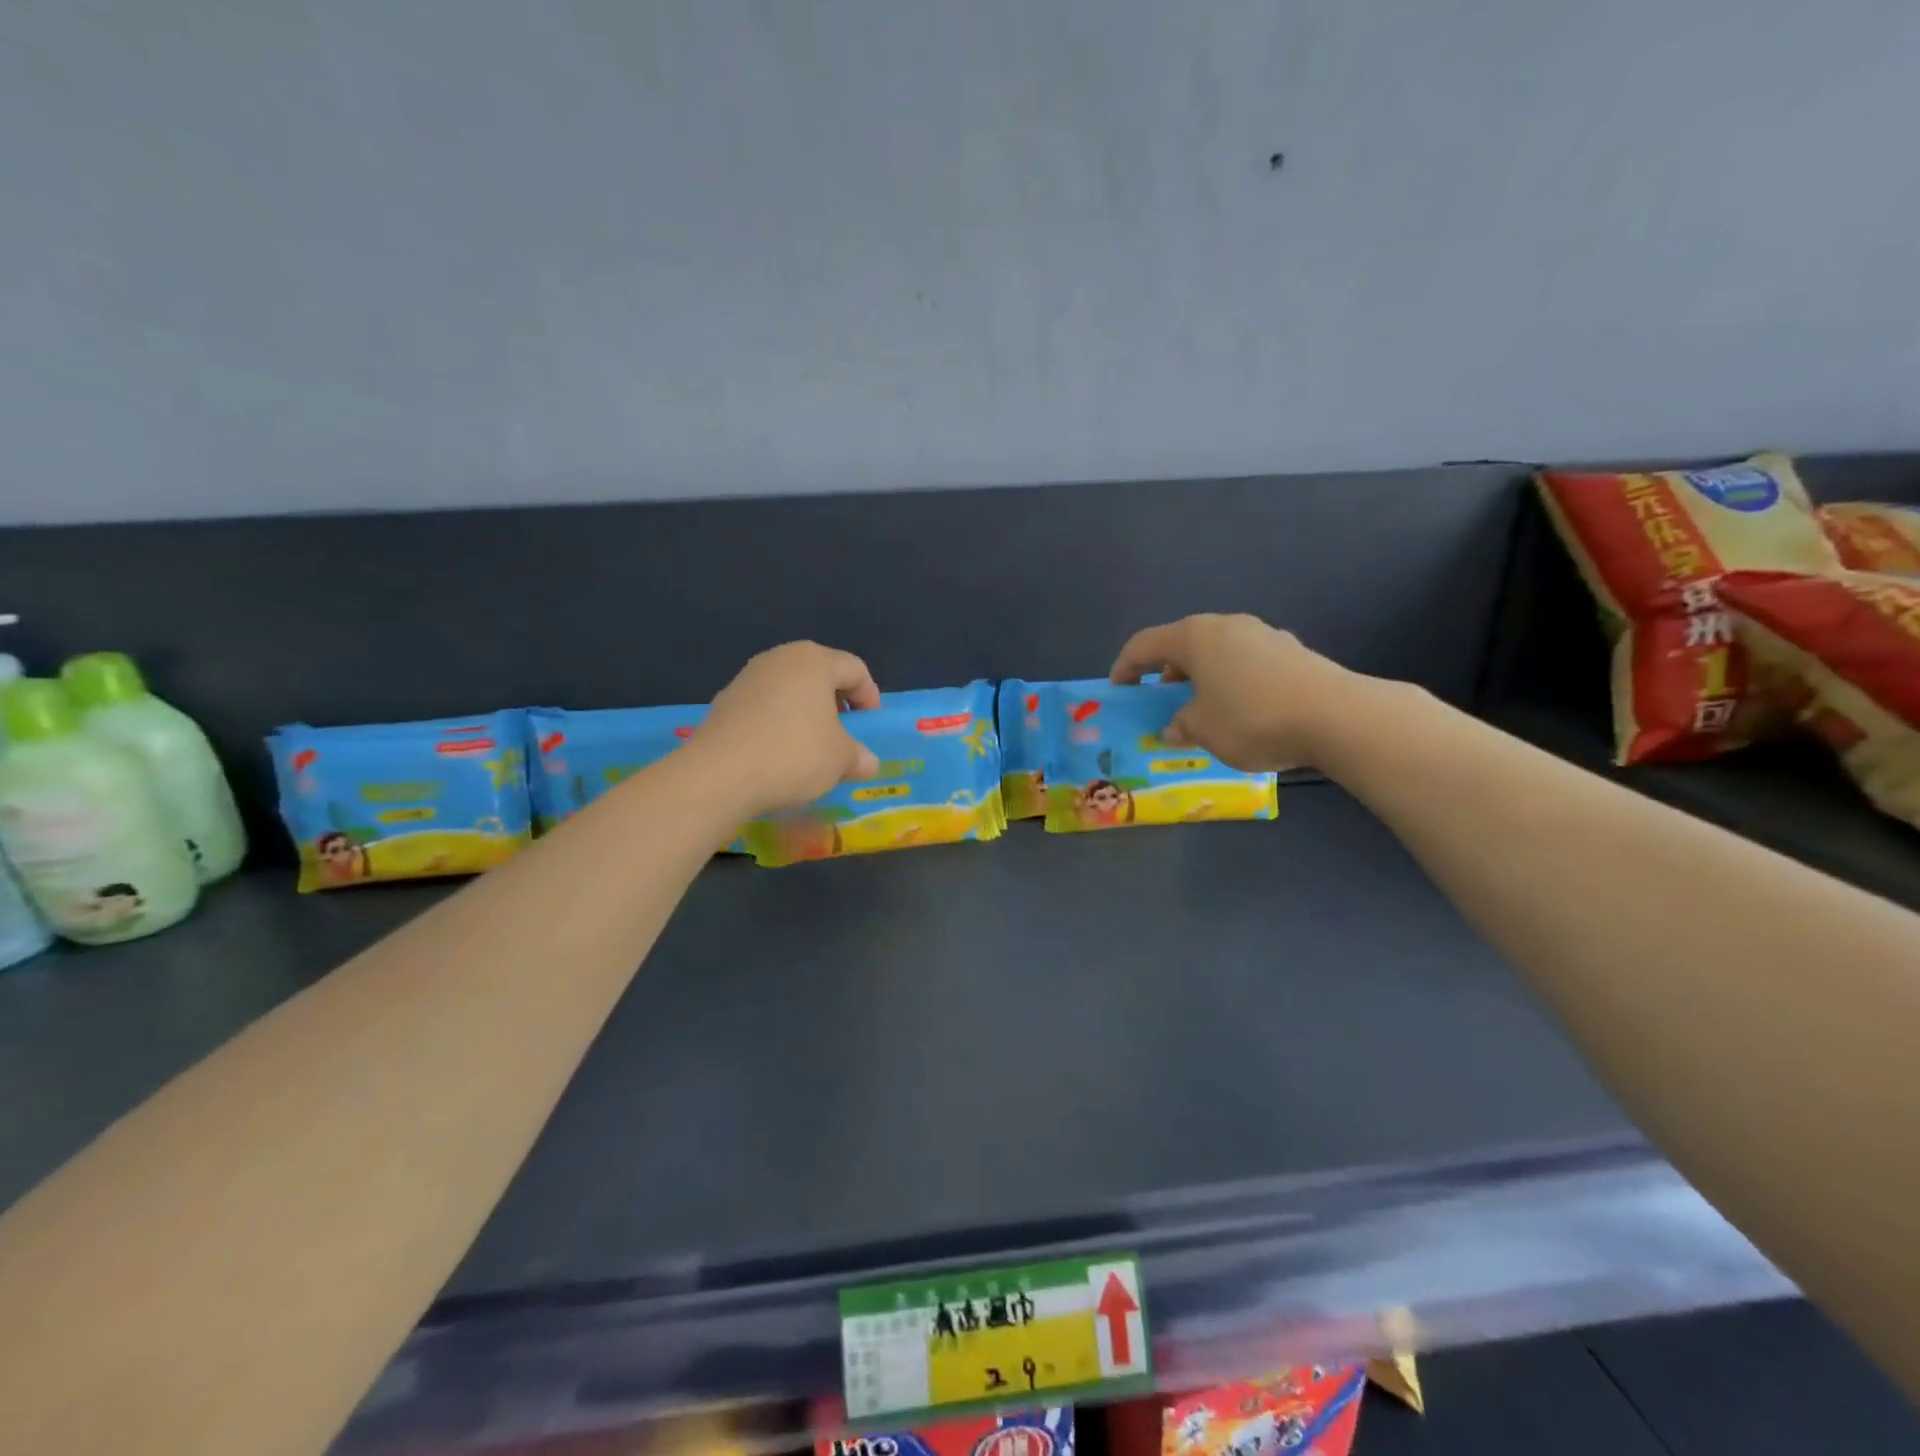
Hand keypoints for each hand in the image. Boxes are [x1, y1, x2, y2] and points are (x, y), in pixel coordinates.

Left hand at [695, 642, 880, 815]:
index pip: (854, 669)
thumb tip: (866, 762)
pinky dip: (778, 725)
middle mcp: (779, 659)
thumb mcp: (840, 760)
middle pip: (820, 674)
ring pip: (789, 691)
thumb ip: (859, 756)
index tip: (870, 727)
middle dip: (837, 704)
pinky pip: (764, 708)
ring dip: (806, 715)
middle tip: (845, 734)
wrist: (719, 776)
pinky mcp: (724, 703)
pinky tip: (779, 755)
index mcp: (813, 661)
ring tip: (812, 748)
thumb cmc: (793, 754)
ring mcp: (747, 678)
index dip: (870, 696)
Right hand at [1109, 614, 1359, 771]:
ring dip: (1201, 679)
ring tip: (1202, 710)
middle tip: (1160, 704)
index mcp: (1195, 636)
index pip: (1144, 644)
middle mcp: (1227, 625)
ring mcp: (1263, 634)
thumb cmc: (1252, 719)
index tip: (1118, 692)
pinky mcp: (1292, 651)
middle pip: (1183, 645)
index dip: (1125, 668)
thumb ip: (1180, 725)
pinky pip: (1246, 663)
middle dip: (1166, 674)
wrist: (1336, 717)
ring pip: (1217, 653)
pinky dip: (1232, 682)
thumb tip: (1174, 727)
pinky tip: (1242, 710)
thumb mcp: (1202, 730)